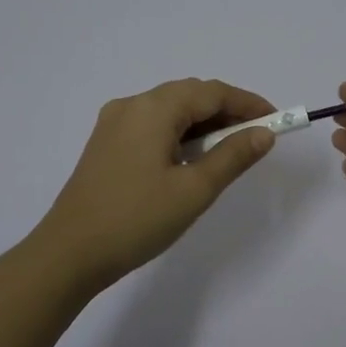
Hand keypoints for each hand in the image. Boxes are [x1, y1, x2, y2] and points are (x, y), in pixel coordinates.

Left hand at [34, 78, 278, 292]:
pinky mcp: (105, 145)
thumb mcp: (194, 190)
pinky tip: (190, 159)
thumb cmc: (136, 219)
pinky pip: (151, 126)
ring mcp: (113, 124)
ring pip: (169, 110)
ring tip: (228, 151)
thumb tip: (263, 134)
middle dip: (226, 112)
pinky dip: (179, 134)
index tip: (276, 121)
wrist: (69, 254)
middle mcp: (131, 105)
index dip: (247, 103)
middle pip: (189, 95)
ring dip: (203, 124)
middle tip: (256, 138)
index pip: (211, 92)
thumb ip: (233, 156)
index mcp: (153, 109)